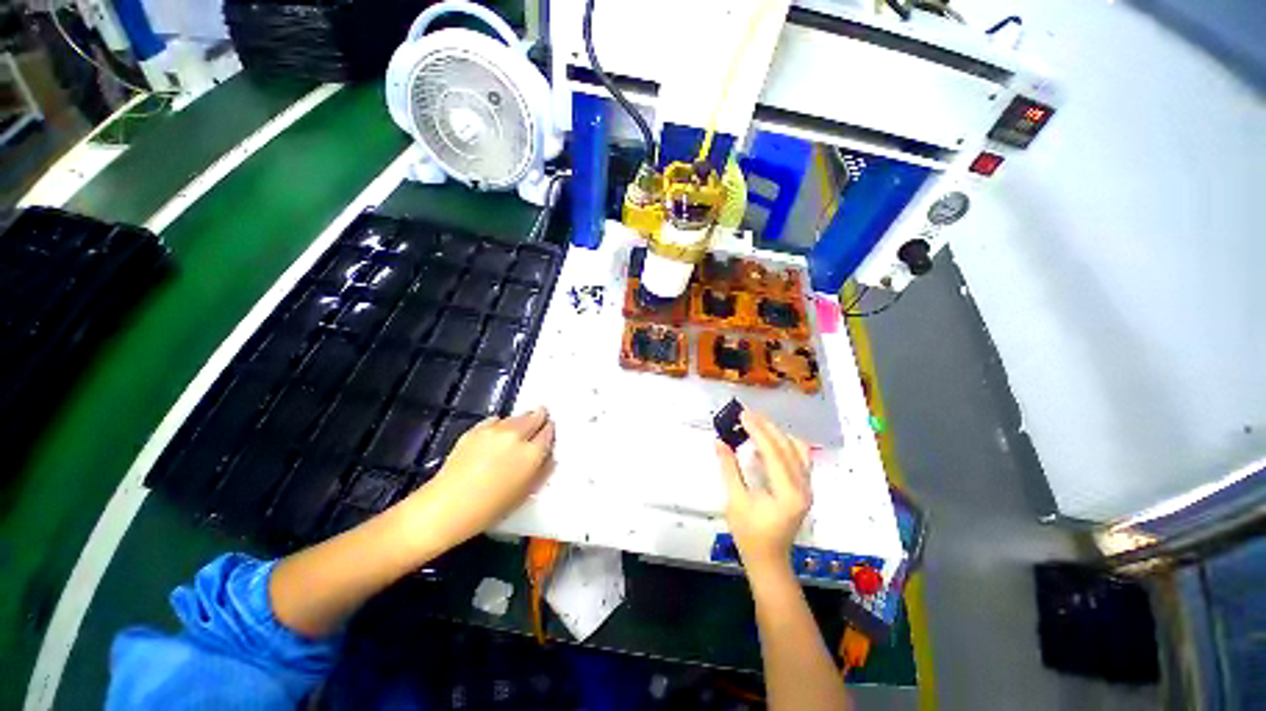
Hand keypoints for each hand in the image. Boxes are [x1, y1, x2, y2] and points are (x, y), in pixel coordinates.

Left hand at [406, 407, 555, 544]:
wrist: (447, 506)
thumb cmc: (490, 508)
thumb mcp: (525, 493)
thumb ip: (541, 471)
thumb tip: (548, 458)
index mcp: (532, 453)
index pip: (548, 432)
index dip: (550, 431)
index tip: (549, 432)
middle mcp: (516, 435)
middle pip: (535, 416)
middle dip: (539, 417)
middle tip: (541, 418)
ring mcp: (495, 430)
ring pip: (516, 417)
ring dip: (521, 420)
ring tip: (519, 429)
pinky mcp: (476, 429)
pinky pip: (495, 420)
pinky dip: (501, 424)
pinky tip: (497, 435)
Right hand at [716, 410, 811, 578]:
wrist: (769, 560)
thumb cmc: (749, 534)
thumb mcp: (734, 500)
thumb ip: (728, 468)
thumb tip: (719, 441)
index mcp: (787, 493)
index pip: (773, 452)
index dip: (757, 431)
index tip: (742, 415)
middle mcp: (803, 487)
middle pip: (787, 447)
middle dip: (766, 427)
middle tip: (747, 414)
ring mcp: (807, 487)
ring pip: (797, 449)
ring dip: (777, 433)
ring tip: (756, 424)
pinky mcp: (805, 488)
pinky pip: (799, 458)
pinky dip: (785, 444)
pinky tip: (768, 441)